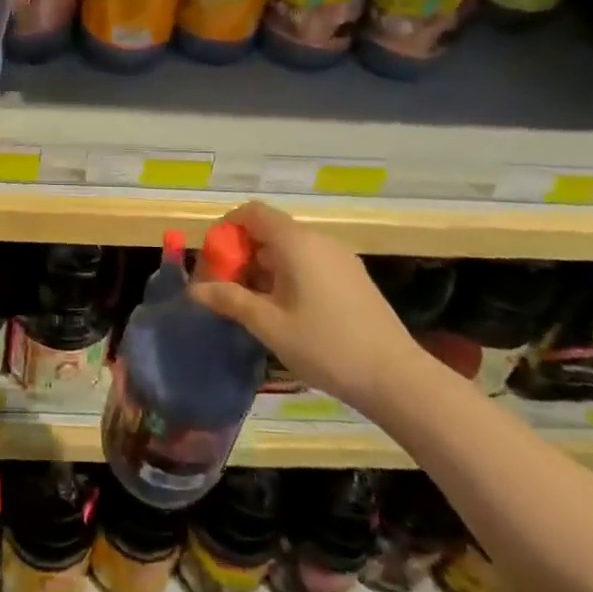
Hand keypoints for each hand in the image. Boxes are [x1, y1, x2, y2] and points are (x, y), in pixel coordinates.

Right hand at [190, 200, 422, 412]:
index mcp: (296, 242)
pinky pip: (310, 261)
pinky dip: (289, 274)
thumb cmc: (326, 346)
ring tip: (253, 303)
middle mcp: (318, 240)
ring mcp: (339, 257)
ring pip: (290, 248)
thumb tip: (195, 290)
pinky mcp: (353, 277)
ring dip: (265, 266)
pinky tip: (286, 310)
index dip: (227, 228)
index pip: (252, 212)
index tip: (214, 258)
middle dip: (243, 252)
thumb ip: (230, 301)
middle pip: (270, 229)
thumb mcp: (270, 325)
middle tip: (227, 286)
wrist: (397, 378)